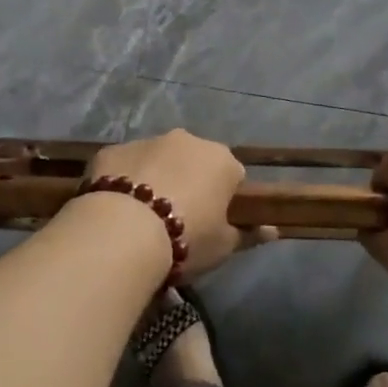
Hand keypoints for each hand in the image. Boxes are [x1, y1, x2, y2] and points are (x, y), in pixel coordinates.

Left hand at [85, 130, 272, 278]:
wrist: (123, 231)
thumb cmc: (186, 239)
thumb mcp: (223, 246)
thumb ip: (249, 235)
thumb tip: (274, 230)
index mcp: (221, 160)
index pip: (233, 176)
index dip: (224, 199)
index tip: (212, 223)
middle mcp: (187, 140)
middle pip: (194, 161)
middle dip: (189, 182)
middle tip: (177, 219)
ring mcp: (147, 141)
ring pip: (157, 159)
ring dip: (155, 179)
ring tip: (142, 217)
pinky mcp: (113, 150)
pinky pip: (124, 165)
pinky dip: (123, 181)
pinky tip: (116, 210)